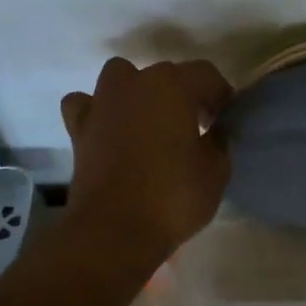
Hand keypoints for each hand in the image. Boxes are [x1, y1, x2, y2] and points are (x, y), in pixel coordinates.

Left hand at [60, 57, 232, 257]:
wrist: (113, 230)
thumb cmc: (173, 196)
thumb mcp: (216, 170)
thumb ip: (218, 141)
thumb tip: (213, 132)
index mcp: (173, 85)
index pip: (206, 74)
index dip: (220, 95)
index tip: (225, 119)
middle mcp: (135, 83)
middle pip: (165, 75)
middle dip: (183, 94)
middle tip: (195, 126)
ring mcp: (102, 103)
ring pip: (121, 77)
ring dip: (136, 91)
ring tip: (149, 120)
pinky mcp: (79, 129)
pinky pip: (86, 105)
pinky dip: (97, 111)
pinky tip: (109, 129)